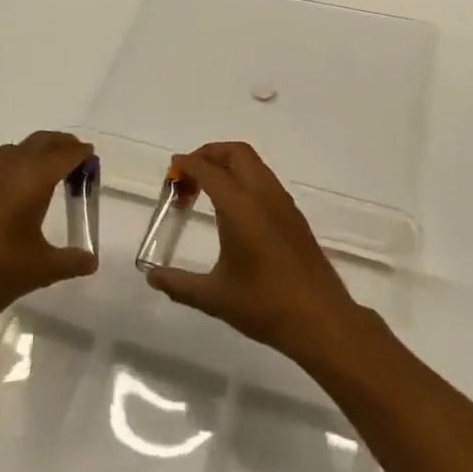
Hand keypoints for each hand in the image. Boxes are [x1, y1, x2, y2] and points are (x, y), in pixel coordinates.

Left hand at [0, 131, 97, 335]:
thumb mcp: (42, 270)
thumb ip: (72, 261)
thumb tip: (91, 260)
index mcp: (31, 182)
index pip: (63, 156)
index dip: (81, 154)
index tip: (93, 159)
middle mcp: (8, 171)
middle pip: (40, 142)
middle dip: (61, 144)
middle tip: (78, 158)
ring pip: (16, 149)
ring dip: (36, 150)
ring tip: (50, 169)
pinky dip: (16, 162)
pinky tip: (19, 188)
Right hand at [145, 142, 368, 364]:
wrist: (320, 318)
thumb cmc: (264, 305)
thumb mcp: (214, 297)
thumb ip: (178, 284)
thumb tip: (152, 277)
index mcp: (240, 206)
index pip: (209, 170)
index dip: (186, 165)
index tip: (170, 176)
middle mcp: (263, 195)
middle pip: (236, 153)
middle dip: (208, 155)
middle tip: (187, 178)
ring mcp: (283, 203)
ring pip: (254, 164)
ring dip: (228, 166)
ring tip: (206, 194)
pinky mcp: (294, 215)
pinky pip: (265, 181)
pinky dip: (244, 180)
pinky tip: (234, 212)